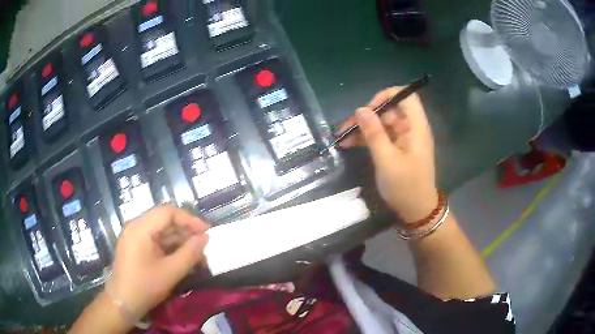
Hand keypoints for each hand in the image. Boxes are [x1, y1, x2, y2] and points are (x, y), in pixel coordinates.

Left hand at [108, 205, 209, 318]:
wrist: (122, 303)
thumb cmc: (145, 286)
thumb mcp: (171, 272)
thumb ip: (190, 253)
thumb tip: (205, 238)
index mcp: (141, 228)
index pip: (168, 212)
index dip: (189, 219)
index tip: (207, 232)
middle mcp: (136, 226)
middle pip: (165, 220)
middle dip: (186, 231)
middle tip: (203, 245)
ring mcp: (134, 236)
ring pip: (161, 231)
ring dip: (180, 241)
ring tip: (197, 255)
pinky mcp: (135, 246)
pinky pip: (156, 240)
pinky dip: (170, 248)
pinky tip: (182, 259)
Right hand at [338, 87, 437, 222]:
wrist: (416, 211)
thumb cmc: (405, 186)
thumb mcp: (386, 160)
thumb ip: (374, 133)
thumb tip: (360, 109)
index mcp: (416, 127)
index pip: (405, 96)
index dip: (386, 96)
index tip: (368, 109)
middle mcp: (411, 128)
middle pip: (390, 110)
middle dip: (367, 116)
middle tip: (346, 127)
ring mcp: (404, 139)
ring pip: (383, 124)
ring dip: (364, 128)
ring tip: (343, 137)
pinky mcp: (398, 149)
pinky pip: (382, 137)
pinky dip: (367, 139)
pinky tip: (350, 144)